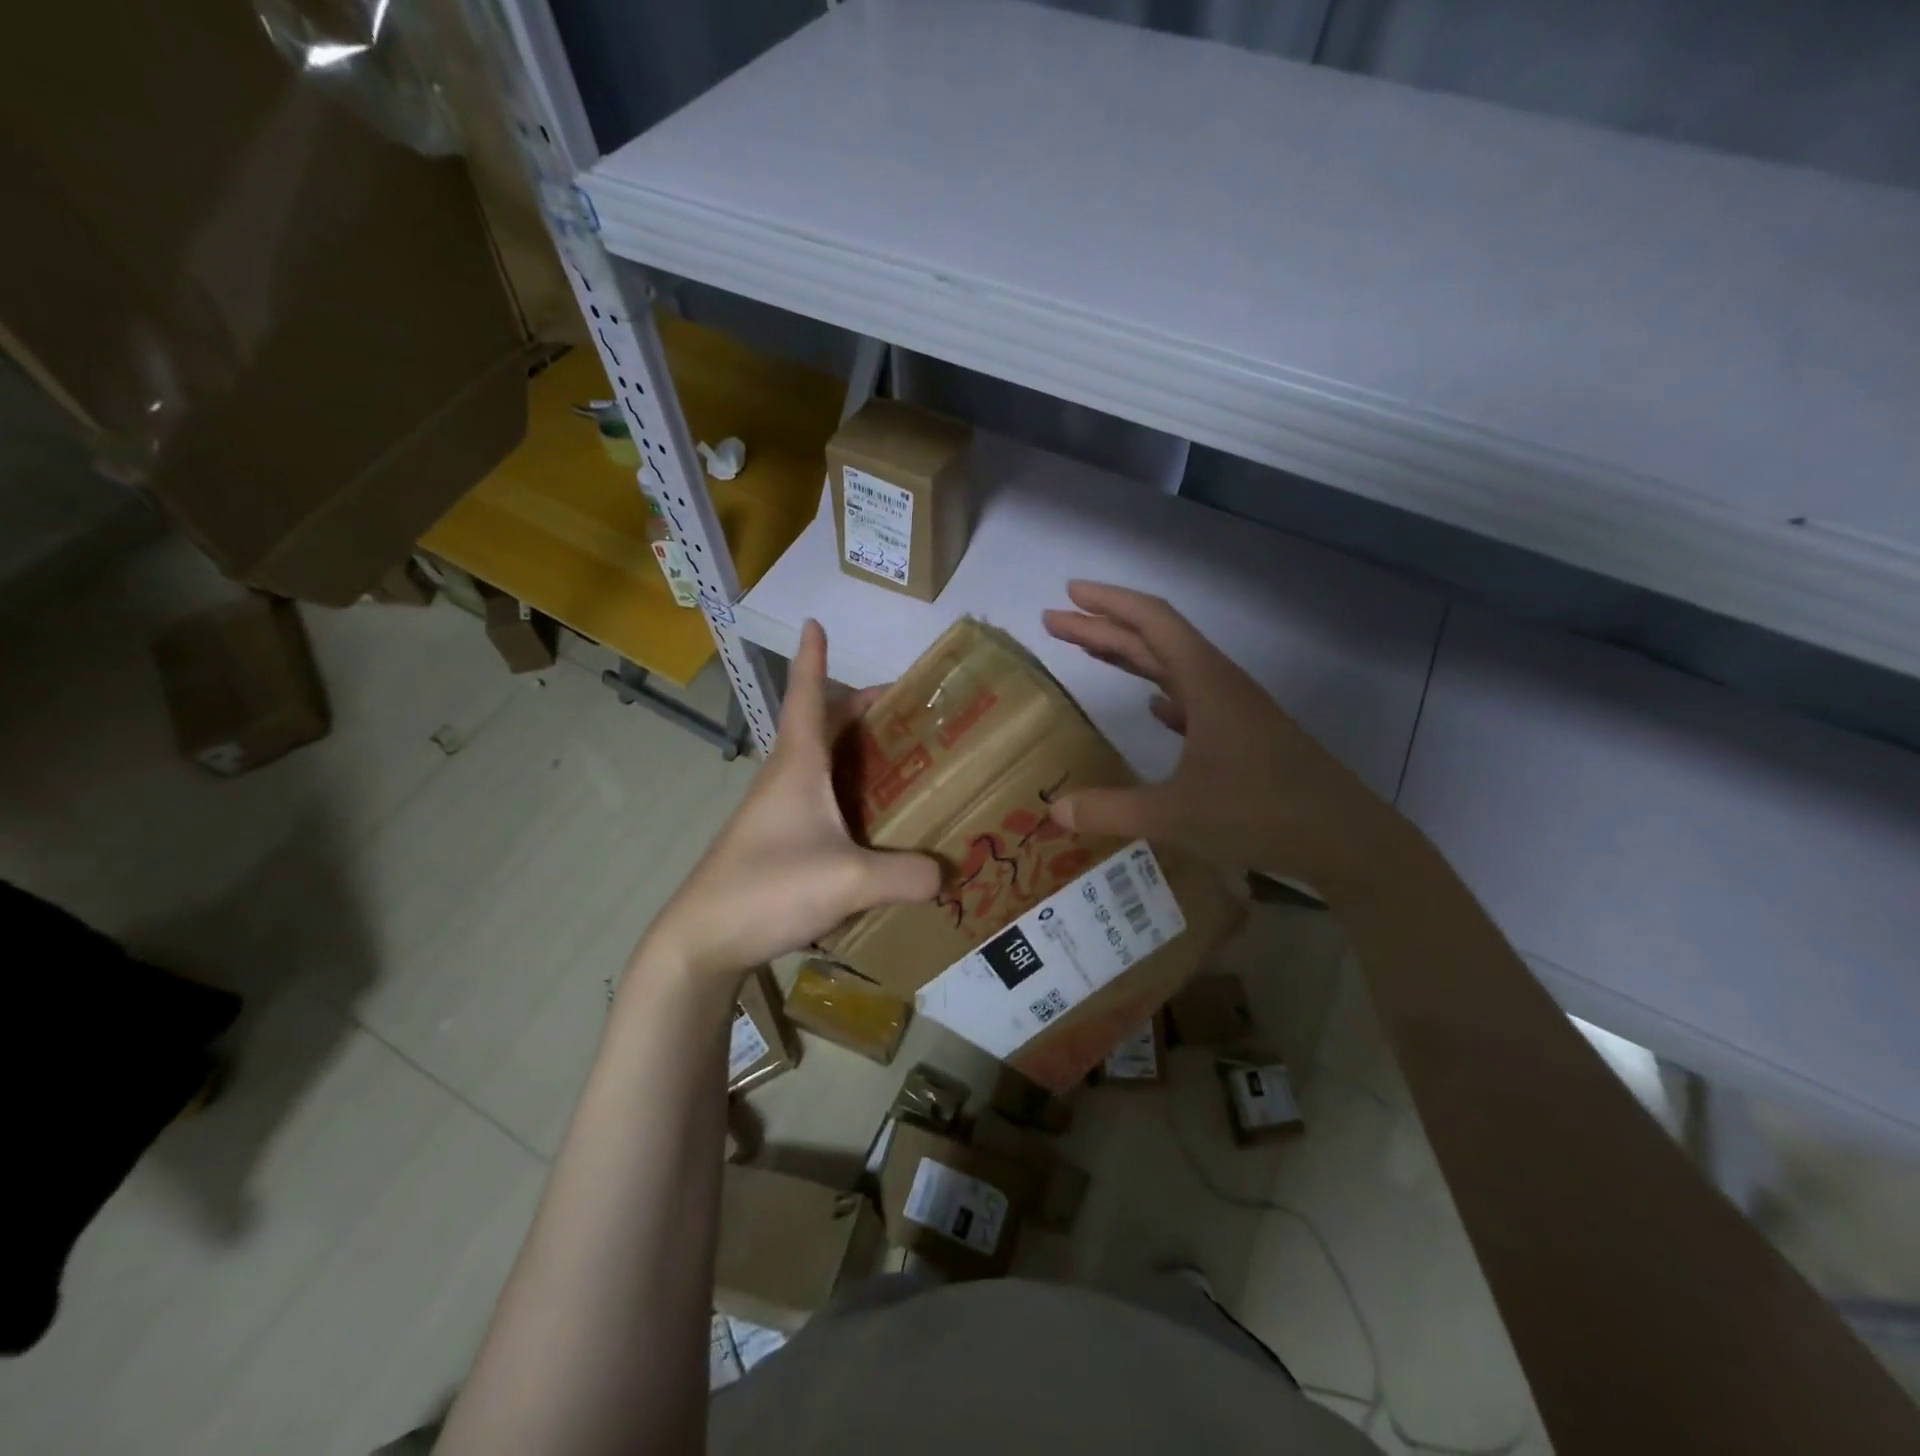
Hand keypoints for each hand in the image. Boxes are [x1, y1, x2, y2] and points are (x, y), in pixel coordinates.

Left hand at [639, 621, 940, 981]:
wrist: (701, 940)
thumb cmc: (768, 888)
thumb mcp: (849, 881)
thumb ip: (905, 875)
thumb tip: (946, 874)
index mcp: (798, 766)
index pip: (807, 697)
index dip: (813, 659)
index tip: (814, 623)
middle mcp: (784, 779)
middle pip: (820, 726)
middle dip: (856, 708)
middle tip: (903, 709)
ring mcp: (775, 812)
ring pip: (818, 764)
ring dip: (851, 751)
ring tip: (898, 760)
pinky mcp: (774, 842)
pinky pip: (817, 799)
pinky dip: (844, 791)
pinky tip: (870, 822)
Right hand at [1042, 581, 1406, 896]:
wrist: (1346, 839)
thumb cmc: (1262, 814)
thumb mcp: (1176, 815)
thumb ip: (1111, 811)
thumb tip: (1054, 810)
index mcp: (1206, 683)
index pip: (1152, 622)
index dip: (1109, 603)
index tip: (1069, 594)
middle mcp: (1220, 685)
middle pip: (1156, 640)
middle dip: (1104, 628)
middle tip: (1056, 623)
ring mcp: (1235, 710)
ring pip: (1174, 668)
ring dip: (1131, 657)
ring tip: (1090, 651)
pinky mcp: (1244, 735)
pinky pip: (1193, 699)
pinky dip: (1164, 693)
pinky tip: (1152, 704)